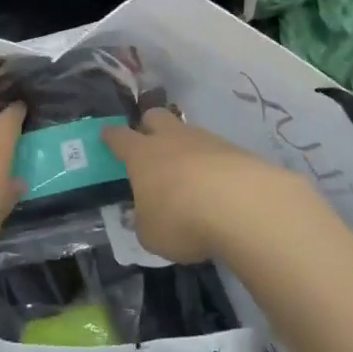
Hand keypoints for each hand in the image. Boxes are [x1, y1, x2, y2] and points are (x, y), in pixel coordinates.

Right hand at [103, 107, 311, 263]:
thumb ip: (145, 222)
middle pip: (155, 117)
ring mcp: (207, 141)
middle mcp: (172, 139)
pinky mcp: (238, 151)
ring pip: (189, 133)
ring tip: (191, 177)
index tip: (107, 135)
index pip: (119, 137)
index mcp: (142, 154)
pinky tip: (220, 189)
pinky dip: (215, 166)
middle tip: (150, 145)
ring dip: (186, 148)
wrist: (245, 207)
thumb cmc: (183, 219)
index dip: (111, 136)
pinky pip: (218, 152)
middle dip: (149, 126)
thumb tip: (147, 216)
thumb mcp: (151, 234)